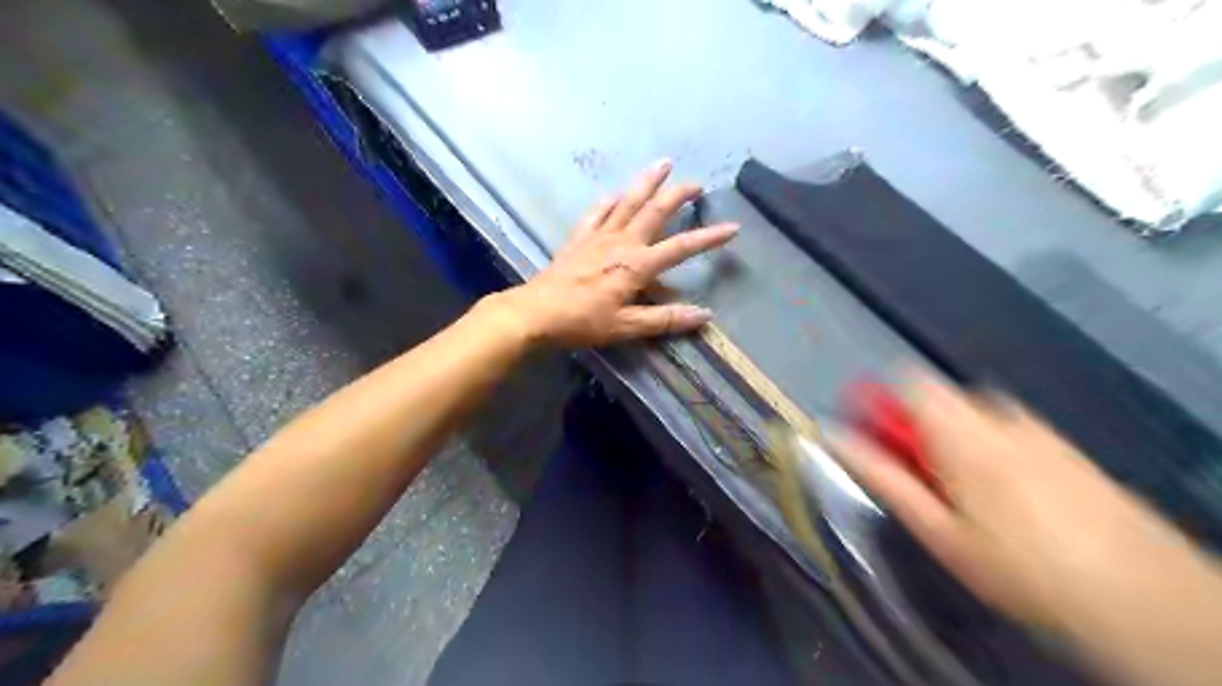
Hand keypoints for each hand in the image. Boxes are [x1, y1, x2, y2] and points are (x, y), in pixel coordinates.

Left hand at [494, 161, 734, 348]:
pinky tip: (615, 193)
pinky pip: (596, 212)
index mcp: (637, 265)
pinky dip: (609, 201)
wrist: (536, 312)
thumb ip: (665, 319)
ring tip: (662, 164)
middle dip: (678, 195)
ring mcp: (598, 237)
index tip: (732, 227)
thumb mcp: (627, 327)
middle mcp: (621, 243)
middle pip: (655, 211)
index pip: (681, 247)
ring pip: (628, 202)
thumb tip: (704, 315)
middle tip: (697, 183)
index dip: (709, 238)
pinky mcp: (579, 238)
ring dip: (647, 182)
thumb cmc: (582, 322)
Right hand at [825, 378, 1205, 628]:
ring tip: (955, 489)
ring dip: (950, 436)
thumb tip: (835, 438)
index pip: (908, 380)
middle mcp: (1001, 418)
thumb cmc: (1021, 568)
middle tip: (912, 473)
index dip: (879, 398)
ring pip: (972, 413)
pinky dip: (985, 445)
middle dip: (915, 427)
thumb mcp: (938, 530)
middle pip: (938, 397)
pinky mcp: (1064, 446)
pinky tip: (1001, 495)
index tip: (866, 431)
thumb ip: (882, 476)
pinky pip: (1006, 428)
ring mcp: (1037, 430)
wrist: (1144, 600)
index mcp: (964, 431)